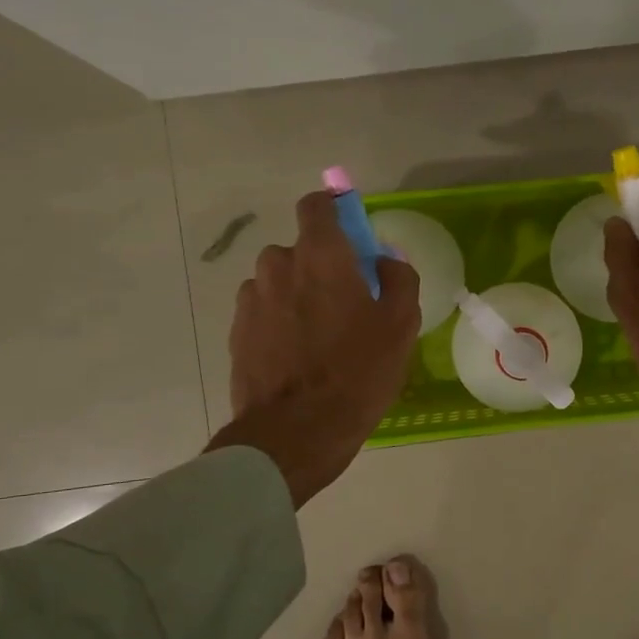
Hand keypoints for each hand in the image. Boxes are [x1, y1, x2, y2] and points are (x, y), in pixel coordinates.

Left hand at [207, 191, 419, 506]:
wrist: (296, 432)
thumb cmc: (358, 372)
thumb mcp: (401, 325)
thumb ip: (399, 277)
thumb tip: (385, 259)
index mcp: (320, 255)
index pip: (317, 206)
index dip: (334, 213)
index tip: (350, 237)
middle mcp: (278, 266)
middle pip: (300, 251)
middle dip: (320, 267)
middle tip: (345, 305)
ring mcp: (251, 300)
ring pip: (279, 283)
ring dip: (297, 297)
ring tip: (319, 338)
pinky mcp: (237, 333)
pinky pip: (264, 313)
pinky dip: (279, 323)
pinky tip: (297, 358)